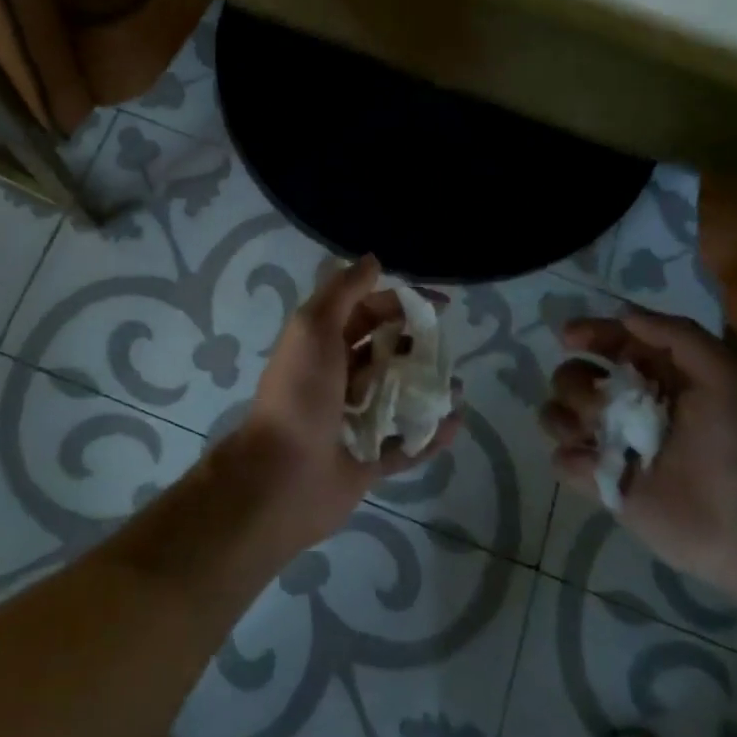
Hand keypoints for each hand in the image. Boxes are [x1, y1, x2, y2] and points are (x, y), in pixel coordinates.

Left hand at [234, 255, 462, 552]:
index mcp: (322, 344)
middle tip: (447, 347)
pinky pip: (404, 444)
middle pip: (386, 352)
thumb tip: (373, 259)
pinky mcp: (366, 461)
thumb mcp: (314, 328)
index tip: (440, 305)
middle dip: (418, 345)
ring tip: (456, 386)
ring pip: (398, 397)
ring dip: (427, 389)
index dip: (402, 303)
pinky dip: (428, 434)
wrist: (280, 477)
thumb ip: (343, 292)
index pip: (368, 312)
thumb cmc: (299, 394)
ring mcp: (352, 421)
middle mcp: (337, 378)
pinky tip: (455, 423)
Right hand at [538, 305, 736, 596]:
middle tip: (603, 406)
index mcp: (655, 376)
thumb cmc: (735, 446)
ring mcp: (609, 443)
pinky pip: (560, 459)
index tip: (570, 337)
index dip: (588, 332)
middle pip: (572, 374)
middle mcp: (626, 403)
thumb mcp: (723, 376)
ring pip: (556, 413)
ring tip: (595, 435)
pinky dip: (572, 459)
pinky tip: (597, 467)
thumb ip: (678, 335)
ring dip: (567, 418)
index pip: (610, 340)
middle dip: (576, 382)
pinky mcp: (599, 481)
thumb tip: (622, 315)